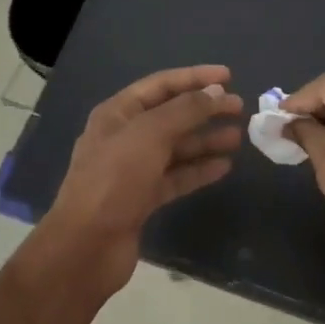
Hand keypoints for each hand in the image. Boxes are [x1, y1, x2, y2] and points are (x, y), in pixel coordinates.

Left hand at [40, 65, 242, 296]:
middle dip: (204, 109)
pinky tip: (224, 166)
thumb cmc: (114, 179)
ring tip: (238, 137)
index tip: (228, 76)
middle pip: (172, 115)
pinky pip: (177, 176)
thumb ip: (185, 110)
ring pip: (177, 147)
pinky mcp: (143, 198)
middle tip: (239, 108)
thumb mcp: (150, 135)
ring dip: (206, 139)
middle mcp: (125, 136)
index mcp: (118, 113)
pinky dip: (199, 170)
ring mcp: (133, 169)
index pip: (161, 84)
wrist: (86, 247)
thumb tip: (214, 92)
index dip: (195, 77)